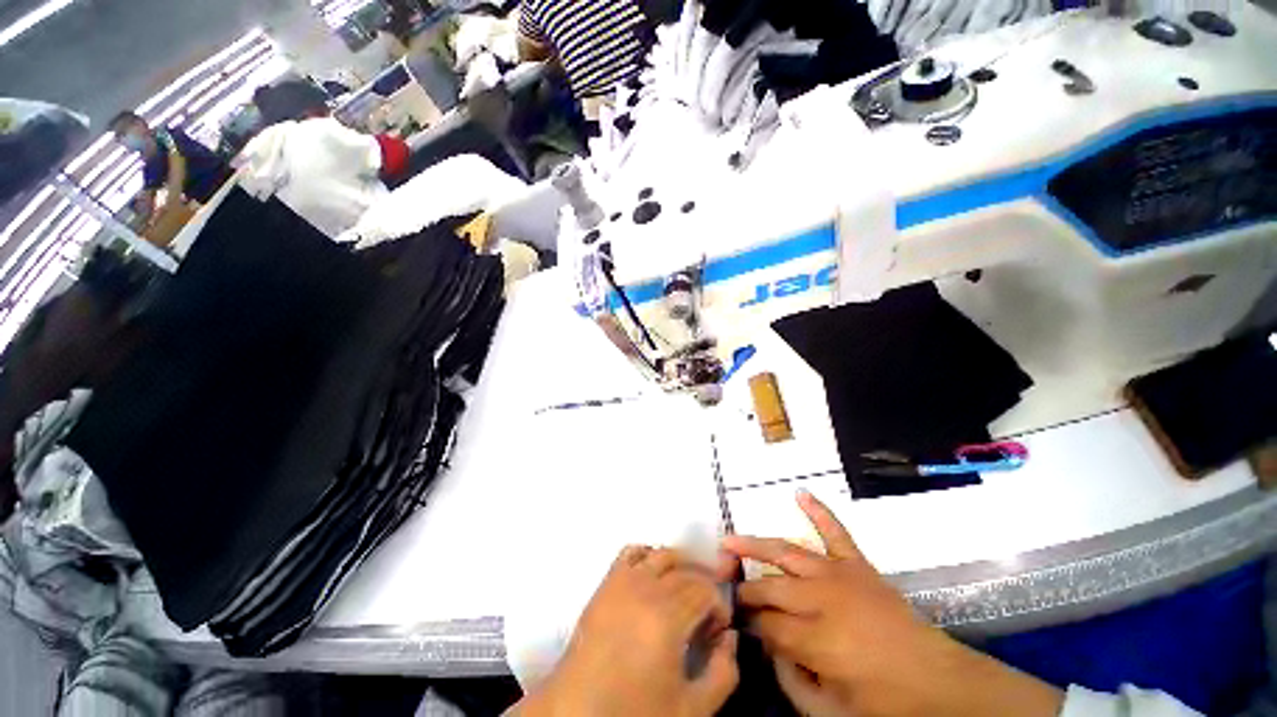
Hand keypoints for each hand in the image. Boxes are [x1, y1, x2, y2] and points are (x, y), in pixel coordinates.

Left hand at [517, 546, 739, 716]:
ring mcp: (622, 581)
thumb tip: (731, 638)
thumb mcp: (690, 710)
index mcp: (668, 617)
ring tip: (686, 588)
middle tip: (705, 615)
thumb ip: (723, 673)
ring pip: (662, 554)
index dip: (719, 606)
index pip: (706, 591)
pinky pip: (631, 552)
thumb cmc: (635, 713)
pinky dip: (648, 554)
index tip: (719, 629)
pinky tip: (654, 574)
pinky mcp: (606, 582)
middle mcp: (646, 588)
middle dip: (704, 587)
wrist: (577, 712)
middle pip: (686, 571)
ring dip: (680, 565)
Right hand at [724, 490, 1062, 716]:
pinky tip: (800, 493)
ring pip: (788, 552)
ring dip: (755, 544)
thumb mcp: (832, 713)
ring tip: (729, 540)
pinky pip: (836, 532)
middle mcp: (823, 599)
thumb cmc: (885, 704)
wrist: (940, 683)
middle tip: (726, 587)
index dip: (748, 622)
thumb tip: (766, 648)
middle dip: (746, 588)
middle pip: (771, 586)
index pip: (766, 623)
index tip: (735, 620)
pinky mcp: (859, 565)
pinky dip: (819, 511)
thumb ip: (791, 682)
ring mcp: (841, 575)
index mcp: (817, 640)